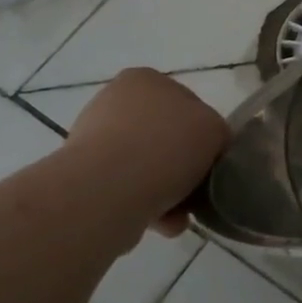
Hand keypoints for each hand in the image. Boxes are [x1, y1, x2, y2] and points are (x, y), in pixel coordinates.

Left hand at [66, 68, 229, 237]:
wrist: (108, 191)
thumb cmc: (166, 148)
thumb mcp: (214, 129)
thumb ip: (217, 133)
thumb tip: (207, 152)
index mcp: (145, 79)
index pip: (189, 104)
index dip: (206, 134)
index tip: (212, 161)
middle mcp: (115, 102)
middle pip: (166, 138)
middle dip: (184, 168)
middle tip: (198, 191)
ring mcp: (95, 139)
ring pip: (148, 167)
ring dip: (169, 192)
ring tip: (180, 216)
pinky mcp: (84, 175)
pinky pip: (128, 189)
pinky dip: (147, 206)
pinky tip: (161, 223)